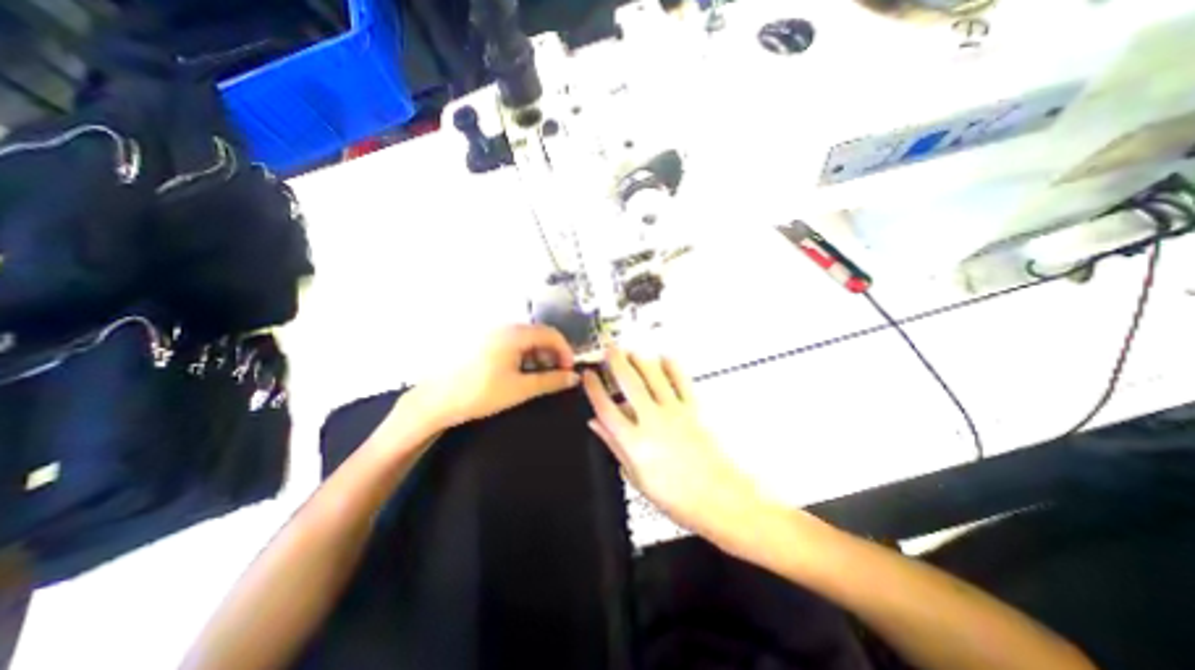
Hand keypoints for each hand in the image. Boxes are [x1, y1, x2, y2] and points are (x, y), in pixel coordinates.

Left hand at [410, 325, 581, 431]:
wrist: (436, 401)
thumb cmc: (480, 394)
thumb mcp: (521, 389)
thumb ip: (551, 381)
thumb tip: (574, 378)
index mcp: (514, 334)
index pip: (551, 333)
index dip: (565, 351)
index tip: (569, 370)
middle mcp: (503, 327)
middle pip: (538, 334)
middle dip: (552, 354)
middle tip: (555, 375)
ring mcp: (491, 333)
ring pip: (525, 339)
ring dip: (537, 356)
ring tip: (537, 377)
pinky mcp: (482, 342)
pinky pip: (511, 343)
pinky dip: (522, 356)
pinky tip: (519, 373)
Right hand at [585, 347, 780, 551]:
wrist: (718, 499)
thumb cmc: (677, 496)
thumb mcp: (636, 476)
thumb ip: (614, 445)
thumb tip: (596, 425)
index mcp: (634, 442)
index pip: (606, 407)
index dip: (594, 388)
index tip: (589, 376)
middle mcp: (652, 421)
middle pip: (629, 383)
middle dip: (616, 362)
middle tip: (609, 349)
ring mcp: (674, 413)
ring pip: (653, 377)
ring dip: (640, 360)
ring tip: (631, 350)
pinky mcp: (694, 409)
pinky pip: (681, 381)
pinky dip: (672, 366)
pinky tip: (665, 357)